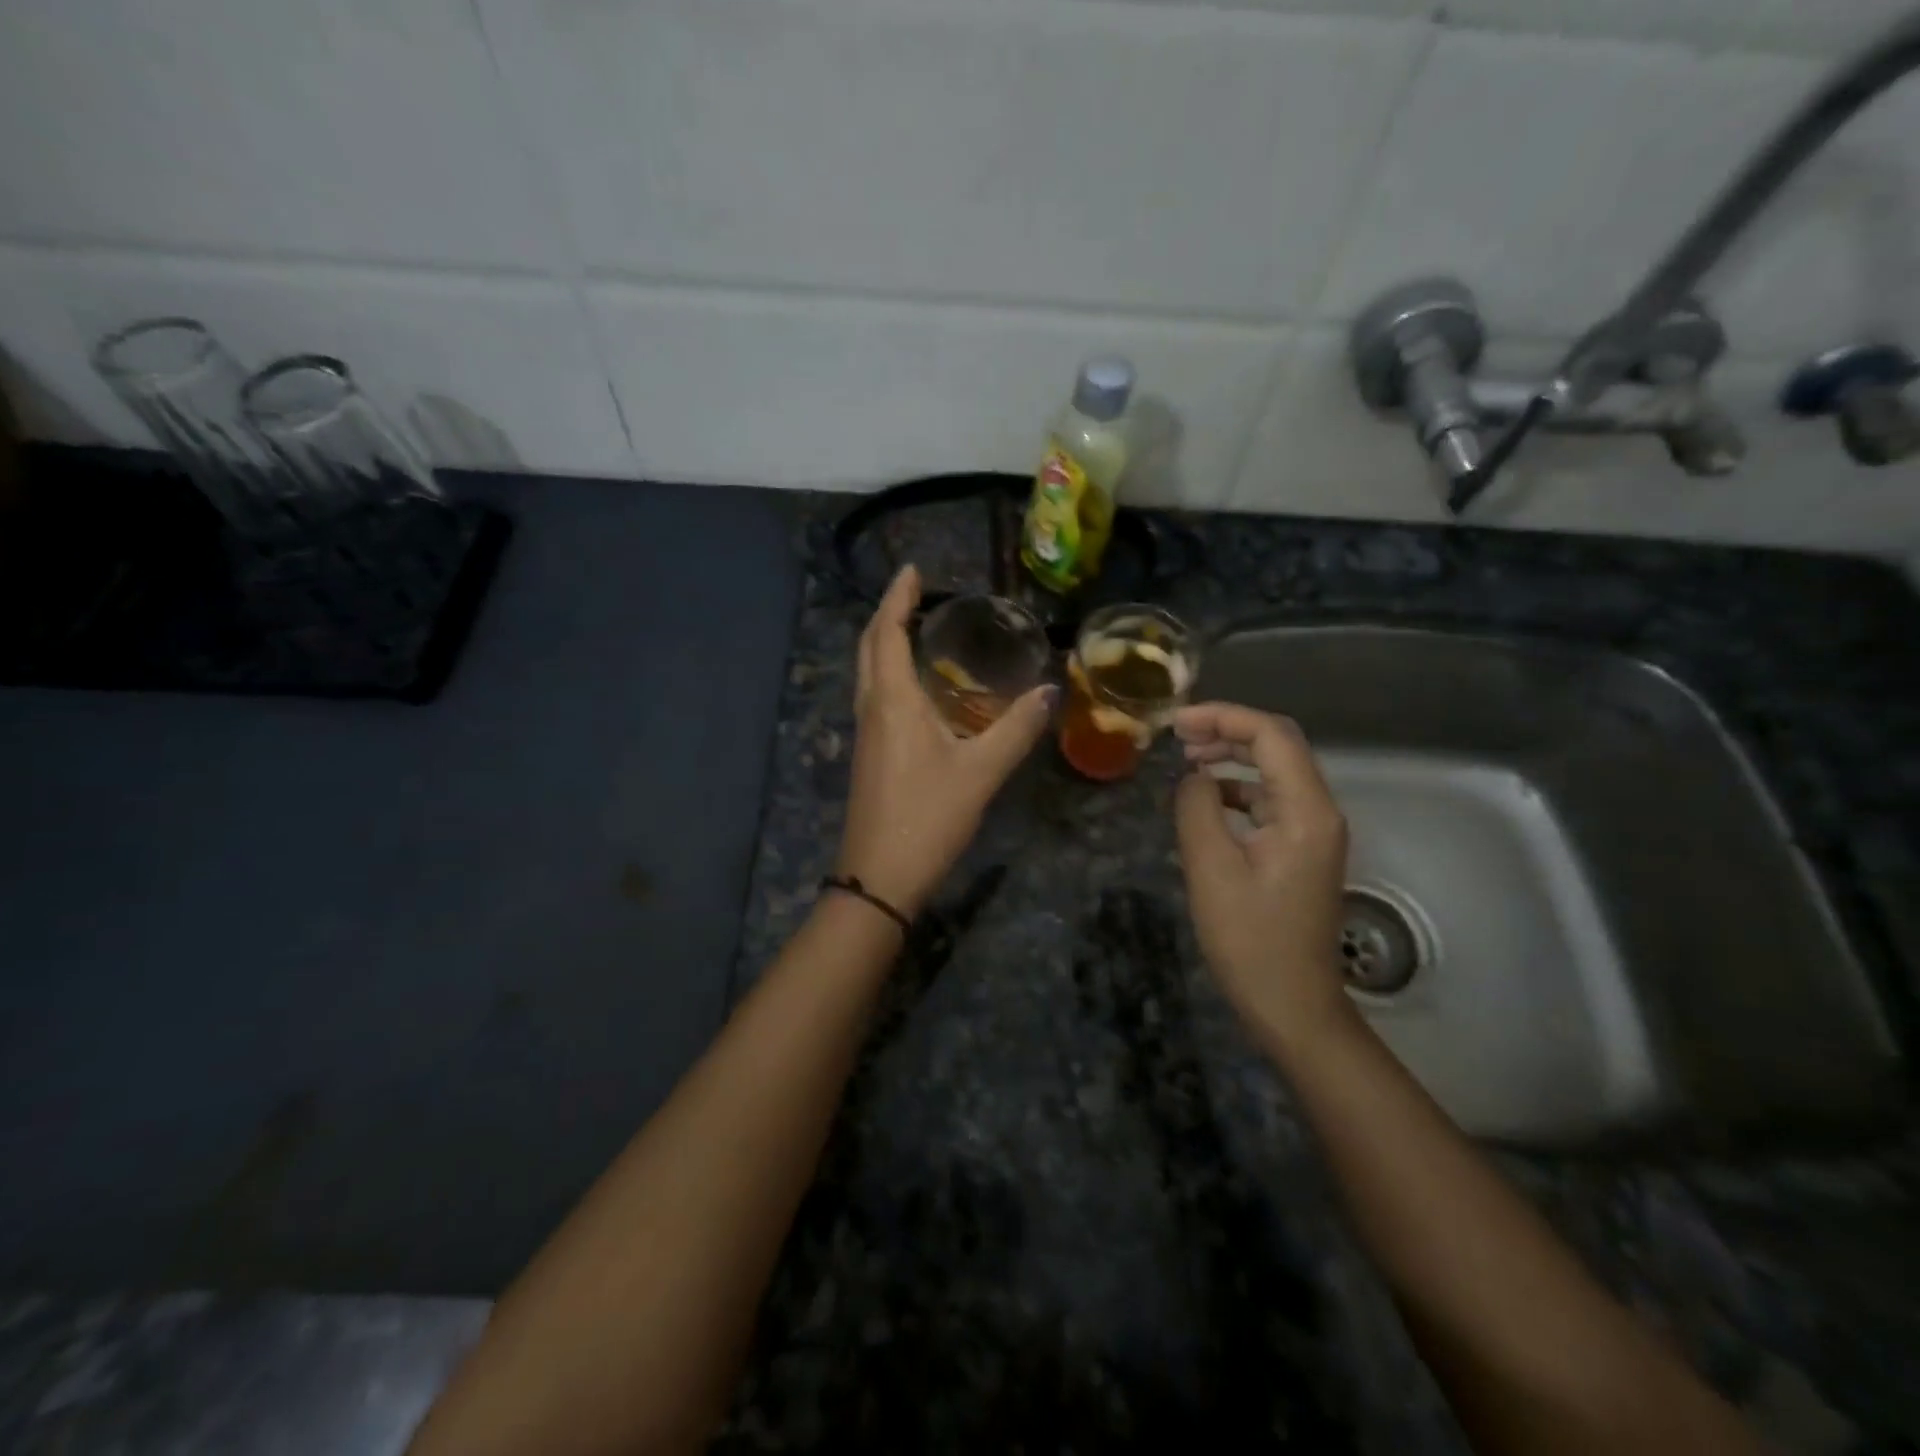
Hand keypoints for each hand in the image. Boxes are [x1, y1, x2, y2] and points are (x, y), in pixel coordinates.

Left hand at [835, 566, 1055, 919]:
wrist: (879, 877)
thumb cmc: (928, 818)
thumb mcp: (981, 773)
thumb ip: (1016, 730)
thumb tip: (1049, 690)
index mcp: (893, 702)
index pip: (886, 633)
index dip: (897, 598)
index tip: (912, 570)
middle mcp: (871, 709)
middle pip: (869, 648)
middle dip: (887, 615)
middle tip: (915, 594)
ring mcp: (866, 734)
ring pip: (869, 674)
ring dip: (886, 644)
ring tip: (918, 629)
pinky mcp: (869, 755)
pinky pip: (876, 698)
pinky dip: (891, 674)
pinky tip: (920, 688)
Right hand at [1172, 703, 1353, 1055]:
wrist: (1292, 1004)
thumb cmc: (1249, 939)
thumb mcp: (1211, 869)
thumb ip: (1198, 808)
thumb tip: (1196, 778)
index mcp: (1305, 811)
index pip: (1271, 735)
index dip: (1223, 717)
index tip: (1176, 724)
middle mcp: (1319, 811)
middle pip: (1278, 745)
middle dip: (1227, 730)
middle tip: (1177, 735)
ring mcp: (1313, 831)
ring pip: (1275, 771)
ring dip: (1233, 757)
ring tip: (1187, 760)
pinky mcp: (1301, 850)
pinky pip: (1271, 800)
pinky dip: (1238, 788)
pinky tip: (1208, 800)